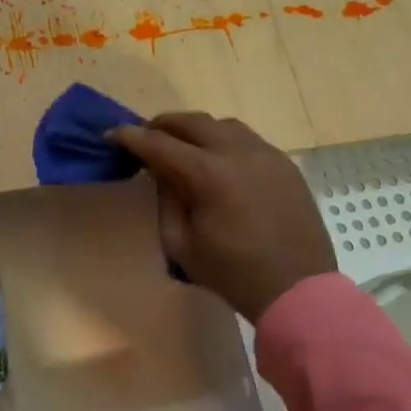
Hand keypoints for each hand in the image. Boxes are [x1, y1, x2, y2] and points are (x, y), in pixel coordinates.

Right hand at [108, 113, 335, 321]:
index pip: (159, 143)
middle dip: (162, 125)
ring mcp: (266, 154)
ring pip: (222, 124)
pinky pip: (247, 139)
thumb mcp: (181, 243)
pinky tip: (218, 160)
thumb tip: (161, 170)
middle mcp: (237, 153)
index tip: (112, 134)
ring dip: (196, 129)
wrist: (297, 289)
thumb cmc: (232, 273)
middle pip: (191, 122)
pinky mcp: (284, 164)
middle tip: (145, 137)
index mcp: (208, 174)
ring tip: (182, 145)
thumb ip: (166, 199)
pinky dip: (224, 141)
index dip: (131, 137)